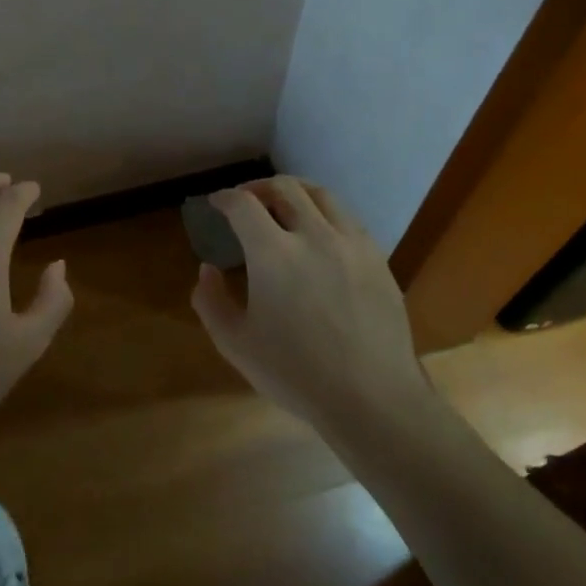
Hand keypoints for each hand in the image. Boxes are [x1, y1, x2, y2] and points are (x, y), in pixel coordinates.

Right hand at [191, 177, 429, 424]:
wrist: (372, 398)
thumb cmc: (296, 373)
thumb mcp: (235, 344)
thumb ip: (211, 301)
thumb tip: (207, 270)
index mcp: (273, 253)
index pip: (243, 204)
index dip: (224, 198)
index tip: (215, 204)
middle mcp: (314, 235)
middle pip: (284, 187)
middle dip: (257, 187)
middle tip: (245, 200)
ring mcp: (351, 243)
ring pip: (321, 195)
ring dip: (294, 192)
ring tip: (282, 206)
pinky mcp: (377, 258)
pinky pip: (347, 218)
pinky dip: (324, 213)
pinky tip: (319, 235)